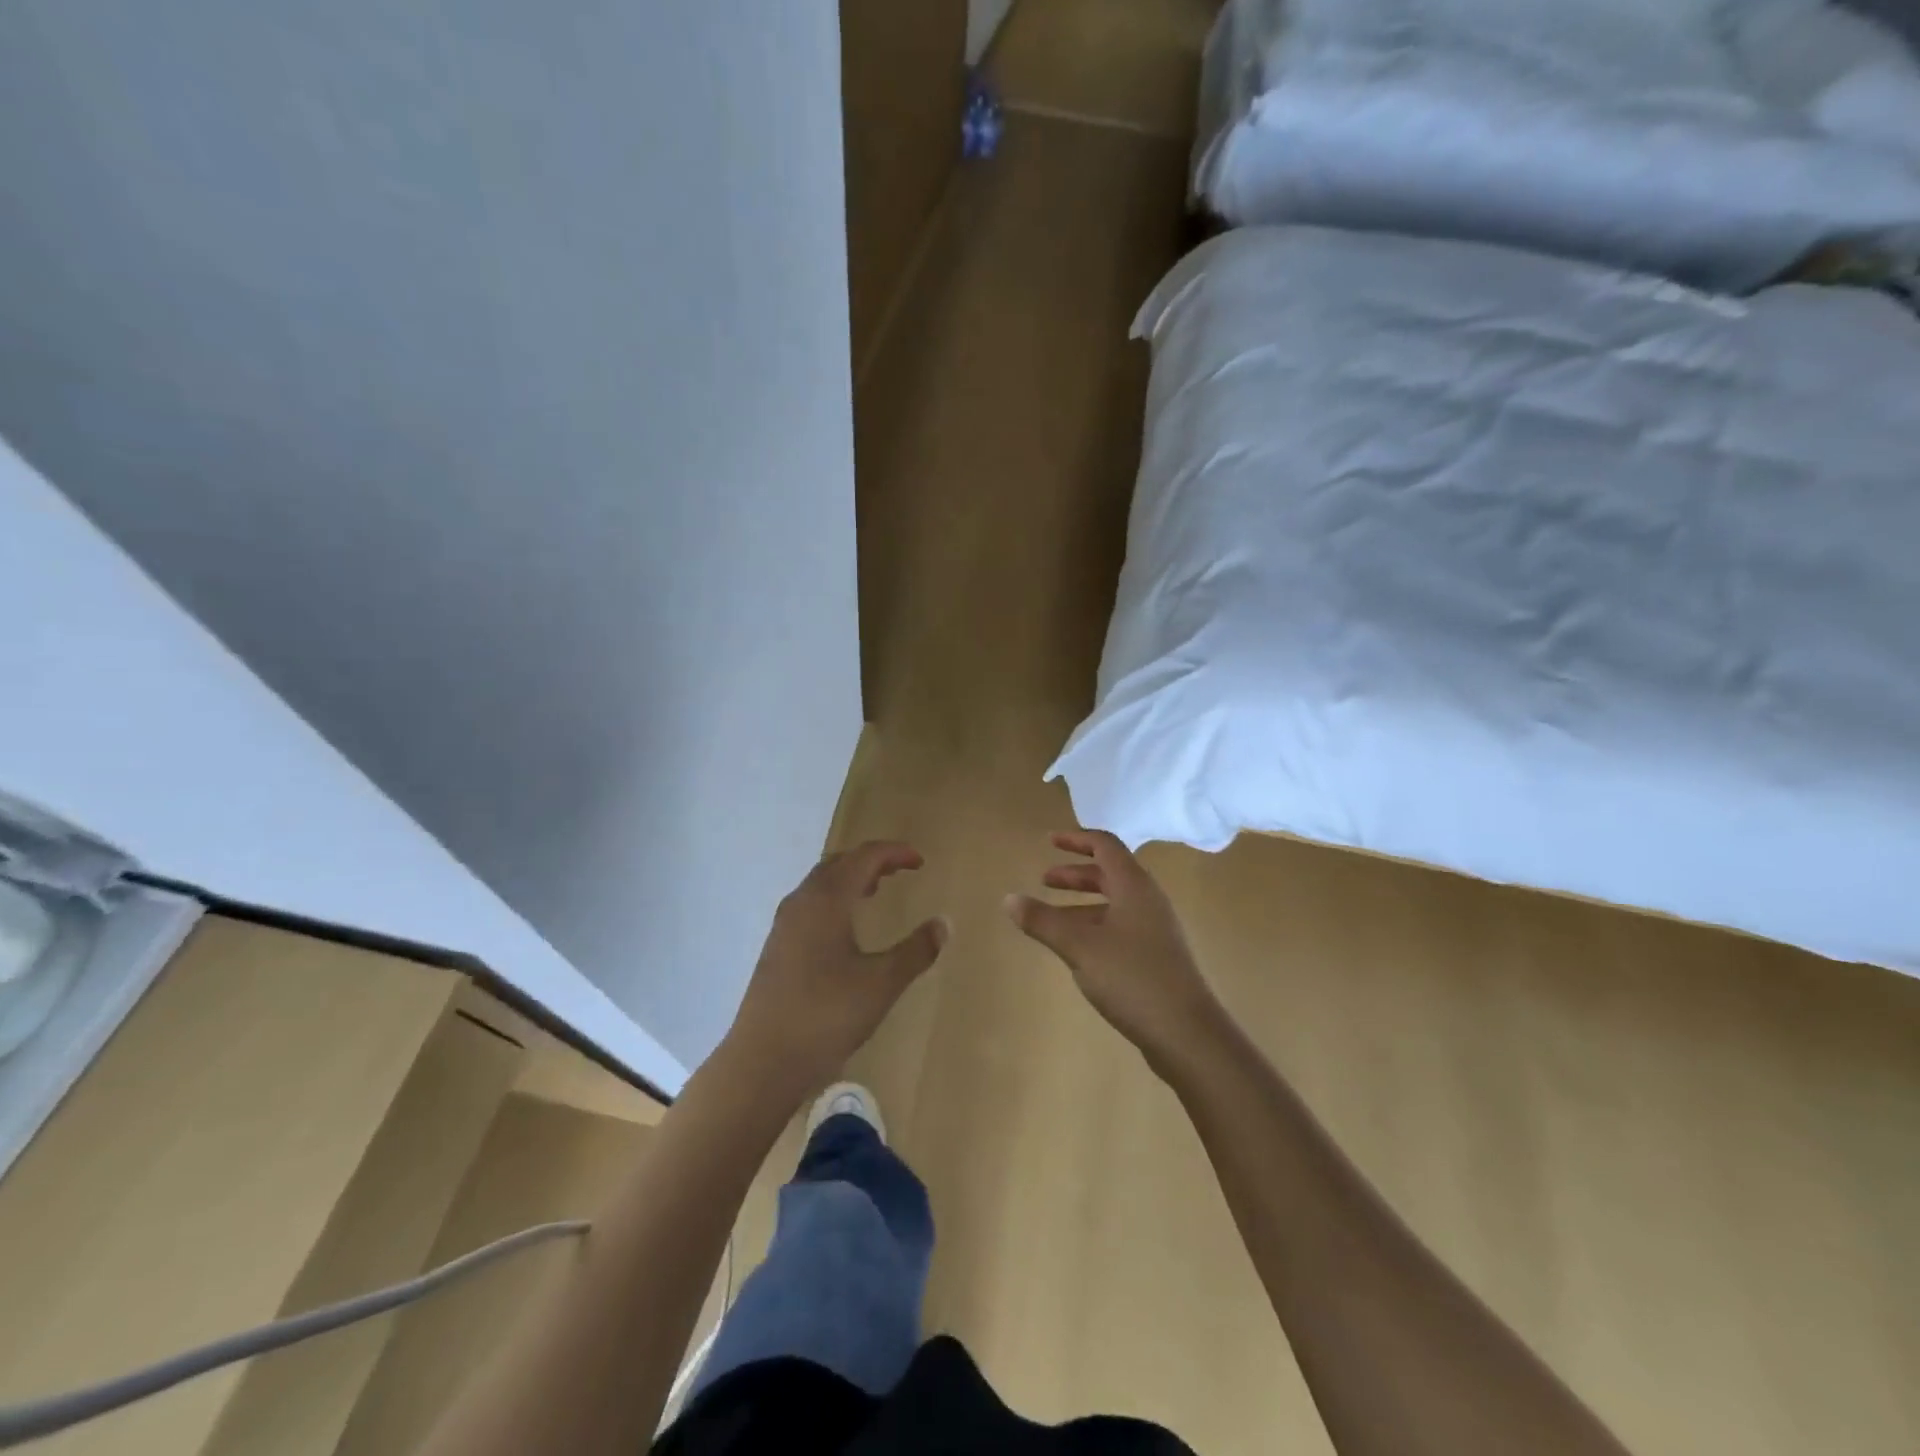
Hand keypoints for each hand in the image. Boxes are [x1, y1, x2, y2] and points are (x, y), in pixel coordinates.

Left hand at [726, 841, 947, 1093]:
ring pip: (820, 883)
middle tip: (900, 870)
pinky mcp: (777, 947)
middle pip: (839, 863)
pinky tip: (845, 928)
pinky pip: (810, 904)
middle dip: (871, 860)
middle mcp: (802, 902)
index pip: (864, 857)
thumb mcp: (881, 983)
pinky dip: (834, 899)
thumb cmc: (827, 1015)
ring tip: (875, 890)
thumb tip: (943, 924)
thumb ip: (916, 951)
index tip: (920, 861)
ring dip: (850, 878)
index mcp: (827, 900)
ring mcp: (784, 925)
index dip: (894, 853)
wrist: (763, 1060)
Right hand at [1006, 831, 1221, 1069]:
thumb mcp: (1079, 947)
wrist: (1187, 1033)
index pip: (1105, 846)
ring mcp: (1155, 930)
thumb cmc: (1132, 978)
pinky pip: (1120, 927)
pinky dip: (1095, 926)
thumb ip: (1043, 921)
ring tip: (1053, 918)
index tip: (1049, 841)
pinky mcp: (1156, 957)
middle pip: (1110, 873)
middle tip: (1044, 881)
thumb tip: (1009, 899)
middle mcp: (1148, 900)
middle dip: (1076, 874)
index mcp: (1134, 886)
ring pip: (1115, 903)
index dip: (1077, 839)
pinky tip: (1078, 950)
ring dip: (1083, 903)